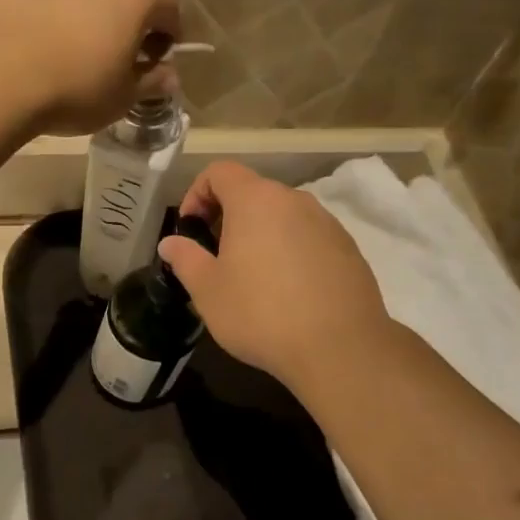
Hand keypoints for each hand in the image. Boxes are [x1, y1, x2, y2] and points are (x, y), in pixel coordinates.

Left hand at [0, 0, 179, 134]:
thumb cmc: (75, 88)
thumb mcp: (122, 98)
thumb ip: (151, 83)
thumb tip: (169, 77)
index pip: (168, 5)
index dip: (170, 32)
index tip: (161, 57)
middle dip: (130, 21)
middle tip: (121, 56)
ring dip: (91, 16)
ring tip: (78, 52)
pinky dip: (56, 16)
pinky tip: (43, 48)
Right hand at [158, 163, 391, 391]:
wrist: (339, 348)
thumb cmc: (261, 313)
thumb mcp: (208, 290)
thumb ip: (185, 259)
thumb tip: (171, 243)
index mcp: (256, 200)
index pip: (219, 172)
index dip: (197, 193)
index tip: (191, 230)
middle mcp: (294, 200)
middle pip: (253, 192)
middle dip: (228, 217)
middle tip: (216, 257)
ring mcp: (327, 223)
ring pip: (283, 216)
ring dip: (261, 235)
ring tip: (253, 278)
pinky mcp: (348, 249)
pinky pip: (309, 238)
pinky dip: (290, 252)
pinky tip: (288, 293)